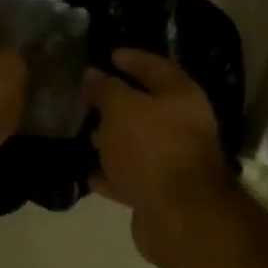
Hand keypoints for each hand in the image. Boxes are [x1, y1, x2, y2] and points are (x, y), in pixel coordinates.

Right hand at [83, 49, 236, 262]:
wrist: (178, 213)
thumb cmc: (151, 148)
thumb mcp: (121, 108)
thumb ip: (105, 89)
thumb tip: (92, 74)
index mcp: (180, 95)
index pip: (154, 66)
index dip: (131, 58)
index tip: (107, 54)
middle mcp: (183, 125)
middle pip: (147, 106)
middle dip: (118, 102)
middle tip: (88, 97)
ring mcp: (173, 160)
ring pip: (138, 143)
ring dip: (113, 140)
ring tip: (84, 135)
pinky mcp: (161, 192)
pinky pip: (131, 176)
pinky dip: (112, 173)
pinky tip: (88, 172)